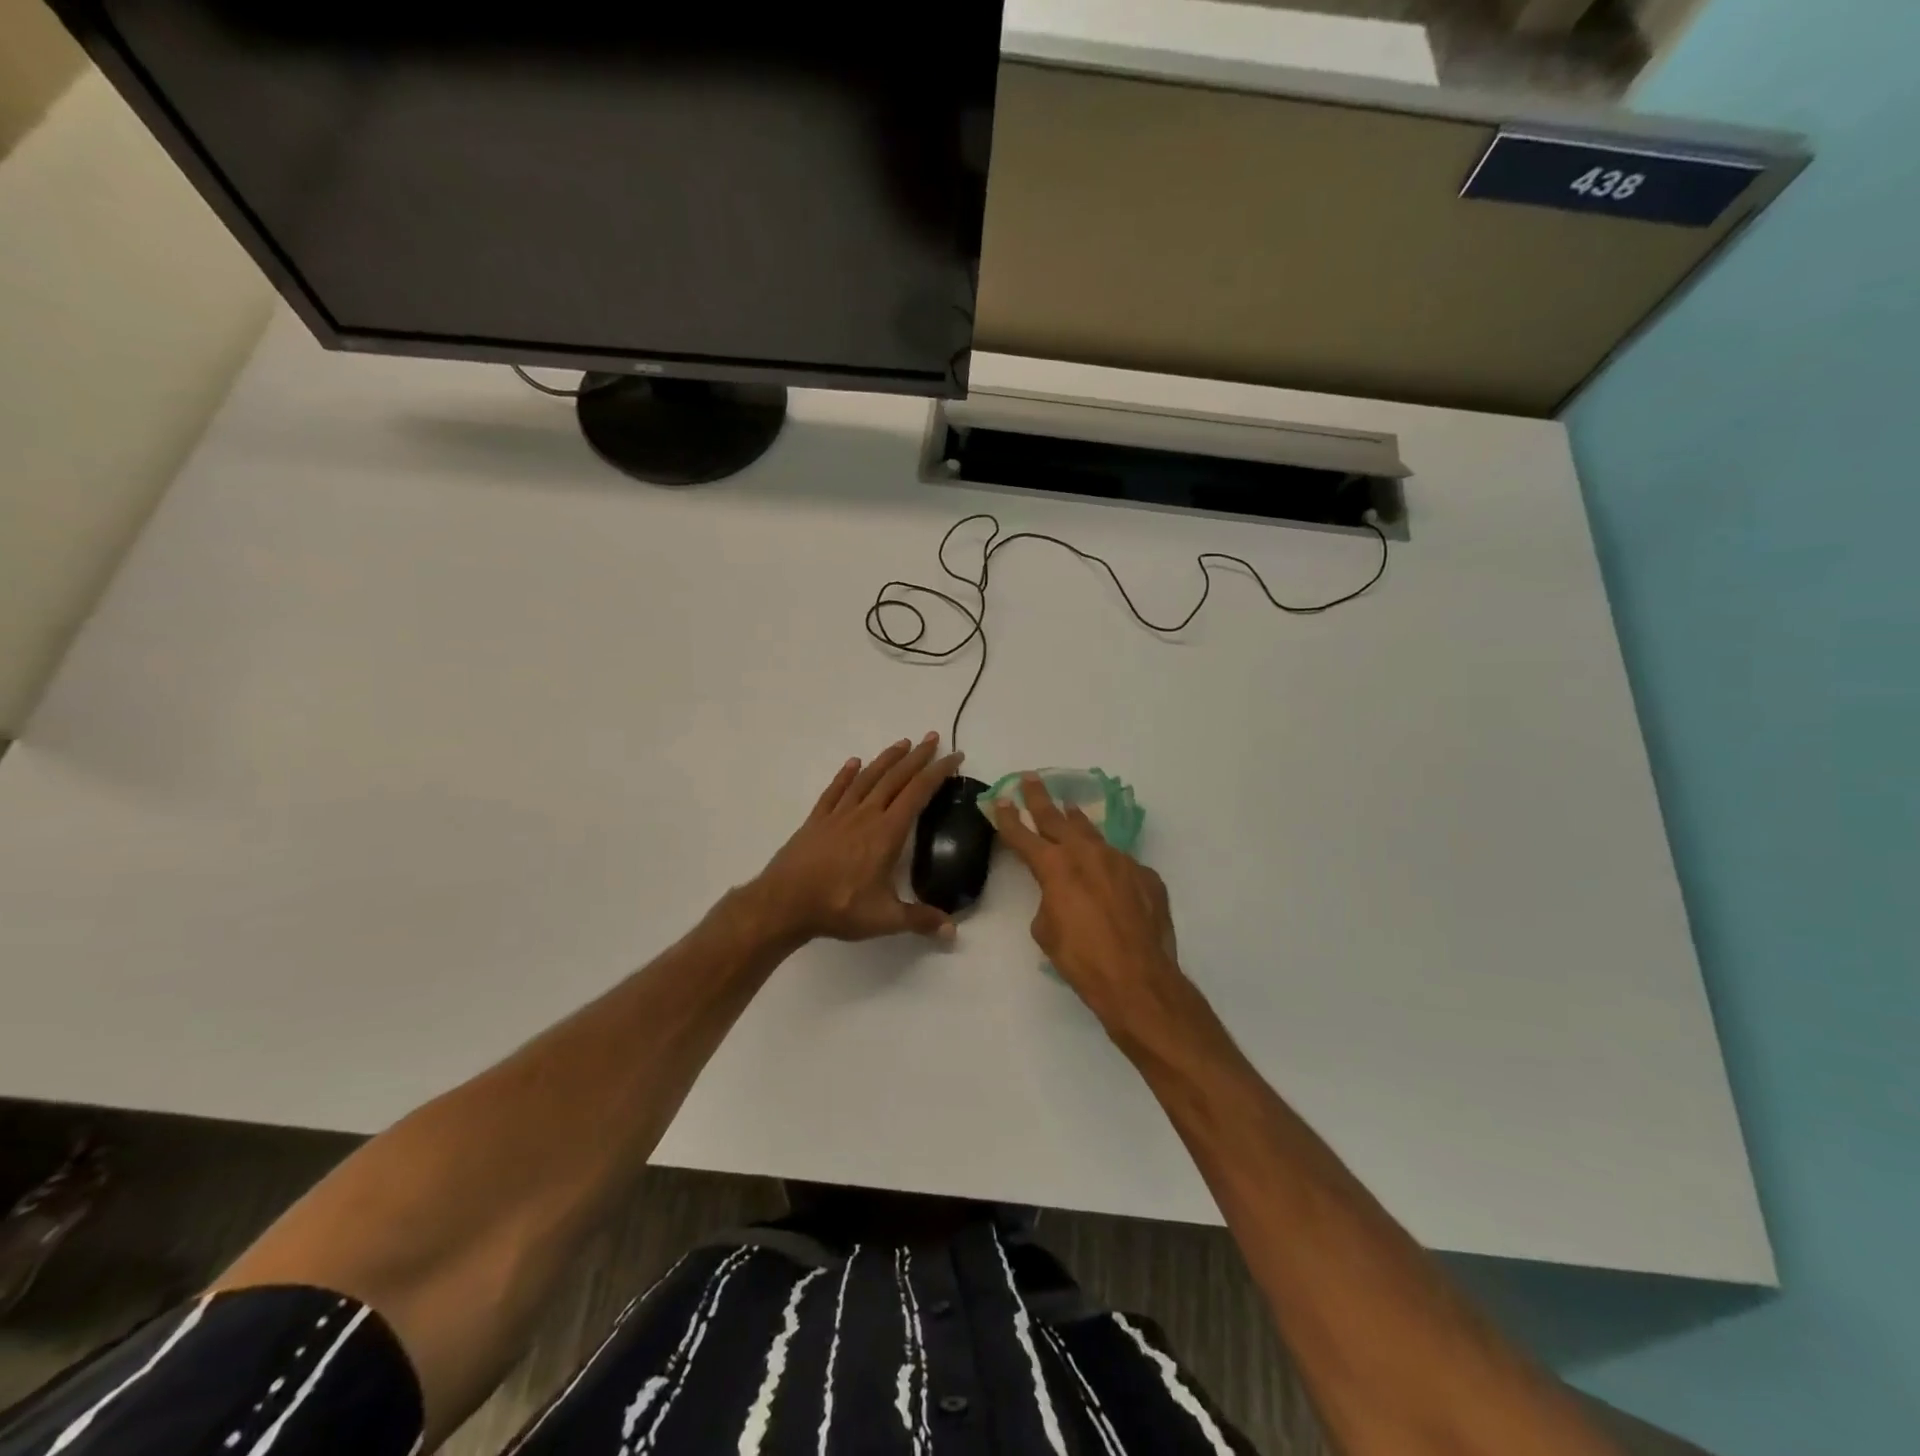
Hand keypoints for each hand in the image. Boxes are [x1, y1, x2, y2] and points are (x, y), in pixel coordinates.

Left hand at [750, 735, 963, 943]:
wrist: (785, 903)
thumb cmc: (838, 907)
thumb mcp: (884, 918)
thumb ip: (920, 920)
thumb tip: (953, 931)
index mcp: (887, 833)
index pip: (918, 793)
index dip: (937, 773)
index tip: (954, 756)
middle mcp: (865, 815)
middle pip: (895, 778)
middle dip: (917, 757)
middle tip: (933, 738)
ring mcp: (839, 815)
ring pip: (867, 778)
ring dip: (886, 759)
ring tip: (902, 743)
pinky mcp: (817, 820)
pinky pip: (834, 791)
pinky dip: (846, 775)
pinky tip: (853, 763)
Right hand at [993, 775, 1188, 1042]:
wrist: (1138, 978)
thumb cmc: (1081, 959)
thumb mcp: (1047, 931)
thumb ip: (1049, 901)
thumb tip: (1061, 895)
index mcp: (1055, 867)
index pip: (1023, 835)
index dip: (1008, 818)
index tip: (1001, 799)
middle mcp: (1087, 854)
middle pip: (1057, 819)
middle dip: (1040, 798)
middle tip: (1031, 779)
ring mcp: (1120, 861)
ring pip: (1093, 834)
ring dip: (1077, 822)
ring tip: (1069, 808)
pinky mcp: (1146, 876)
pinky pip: (1121, 863)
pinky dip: (1109, 864)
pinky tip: (1109, 876)